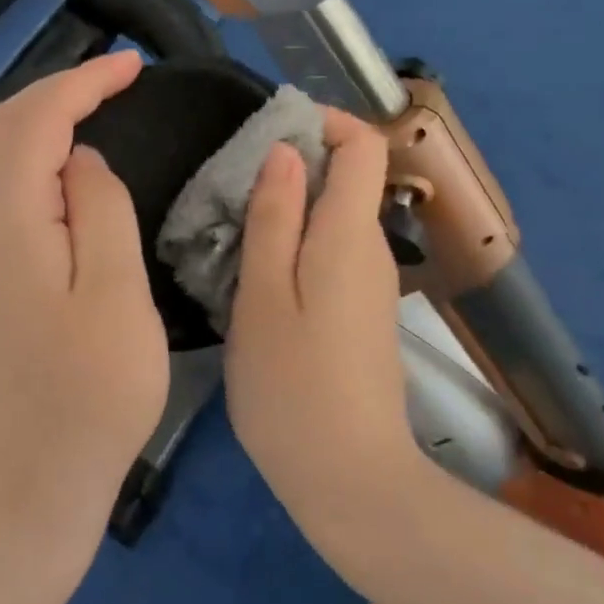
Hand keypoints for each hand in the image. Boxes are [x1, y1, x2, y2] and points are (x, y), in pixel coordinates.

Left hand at [0, 51, 169, 534]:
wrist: (31, 482)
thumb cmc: (89, 394)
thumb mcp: (115, 295)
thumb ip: (100, 210)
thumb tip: (81, 159)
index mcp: (9, 224)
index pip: (34, 122)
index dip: (81, 82)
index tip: (132, 66)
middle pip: (7, 128)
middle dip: (62, 88)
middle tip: (121, 77)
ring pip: (5, 155)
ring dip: (50, 116)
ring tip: (104, 102)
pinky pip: (12, 187)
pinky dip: (43, 153)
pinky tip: (76, 160)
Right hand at [223, 108, 422, 543]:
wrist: (352, 482)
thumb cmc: (294, 387)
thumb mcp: (264, 296)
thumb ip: (275, 217)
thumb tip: (287, 151)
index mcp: (350, 234)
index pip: (363, 145)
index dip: (325, 122)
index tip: (270, 132)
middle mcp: (371, 248)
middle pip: (348, 176)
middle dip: (294, 165)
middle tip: (232, 187)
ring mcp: (371, 282)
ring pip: (335, 215)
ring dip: (290, 206)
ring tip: (232, 229)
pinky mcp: (363, 310)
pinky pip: (333, 250)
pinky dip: (297, 241)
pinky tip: (255, 273)